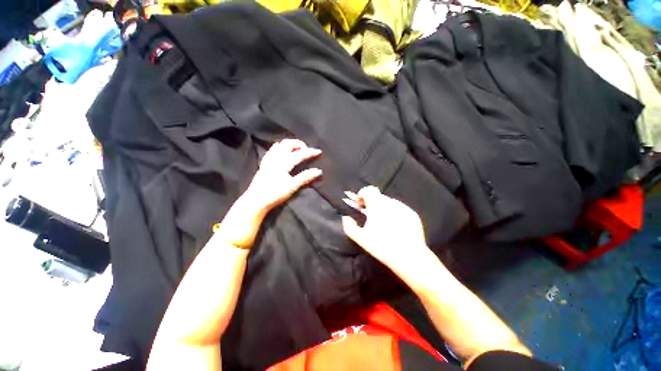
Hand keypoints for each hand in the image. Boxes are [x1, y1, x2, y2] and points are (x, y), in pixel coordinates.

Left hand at [216, 139, 321, 248]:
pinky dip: (278, 148)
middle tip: (306, 149)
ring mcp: (268, 160)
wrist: (256, 201)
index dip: (310, 152)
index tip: (319, 151)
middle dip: (298, 144)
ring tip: (296, 149)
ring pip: (279, 146)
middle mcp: (275, 159)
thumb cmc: (275, 194)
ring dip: (289, 145)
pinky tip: (280, 150)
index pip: (299, 154)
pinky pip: (271, 151)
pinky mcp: (264, 164)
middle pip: (287, 144)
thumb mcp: (292, 186)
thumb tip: (318, 171)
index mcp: (283, 163)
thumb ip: (305, 177)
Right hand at [342, 186, 430, 272]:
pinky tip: (395, 227)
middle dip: (372, 204)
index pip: (368, 190)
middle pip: (378, 197)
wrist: (410, 257)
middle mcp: (391, 202)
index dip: (362, 195)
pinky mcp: (412, 214)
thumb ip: (349, 226)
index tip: (360, 205)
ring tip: (384, 224)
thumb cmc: (382, 246)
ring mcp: (403, 207)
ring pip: (389, 203)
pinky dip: (394, 213)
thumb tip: (346, 217)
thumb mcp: (360, 238)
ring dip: (383, 208)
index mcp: (378, 205)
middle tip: (370, 216)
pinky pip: (399, 209)